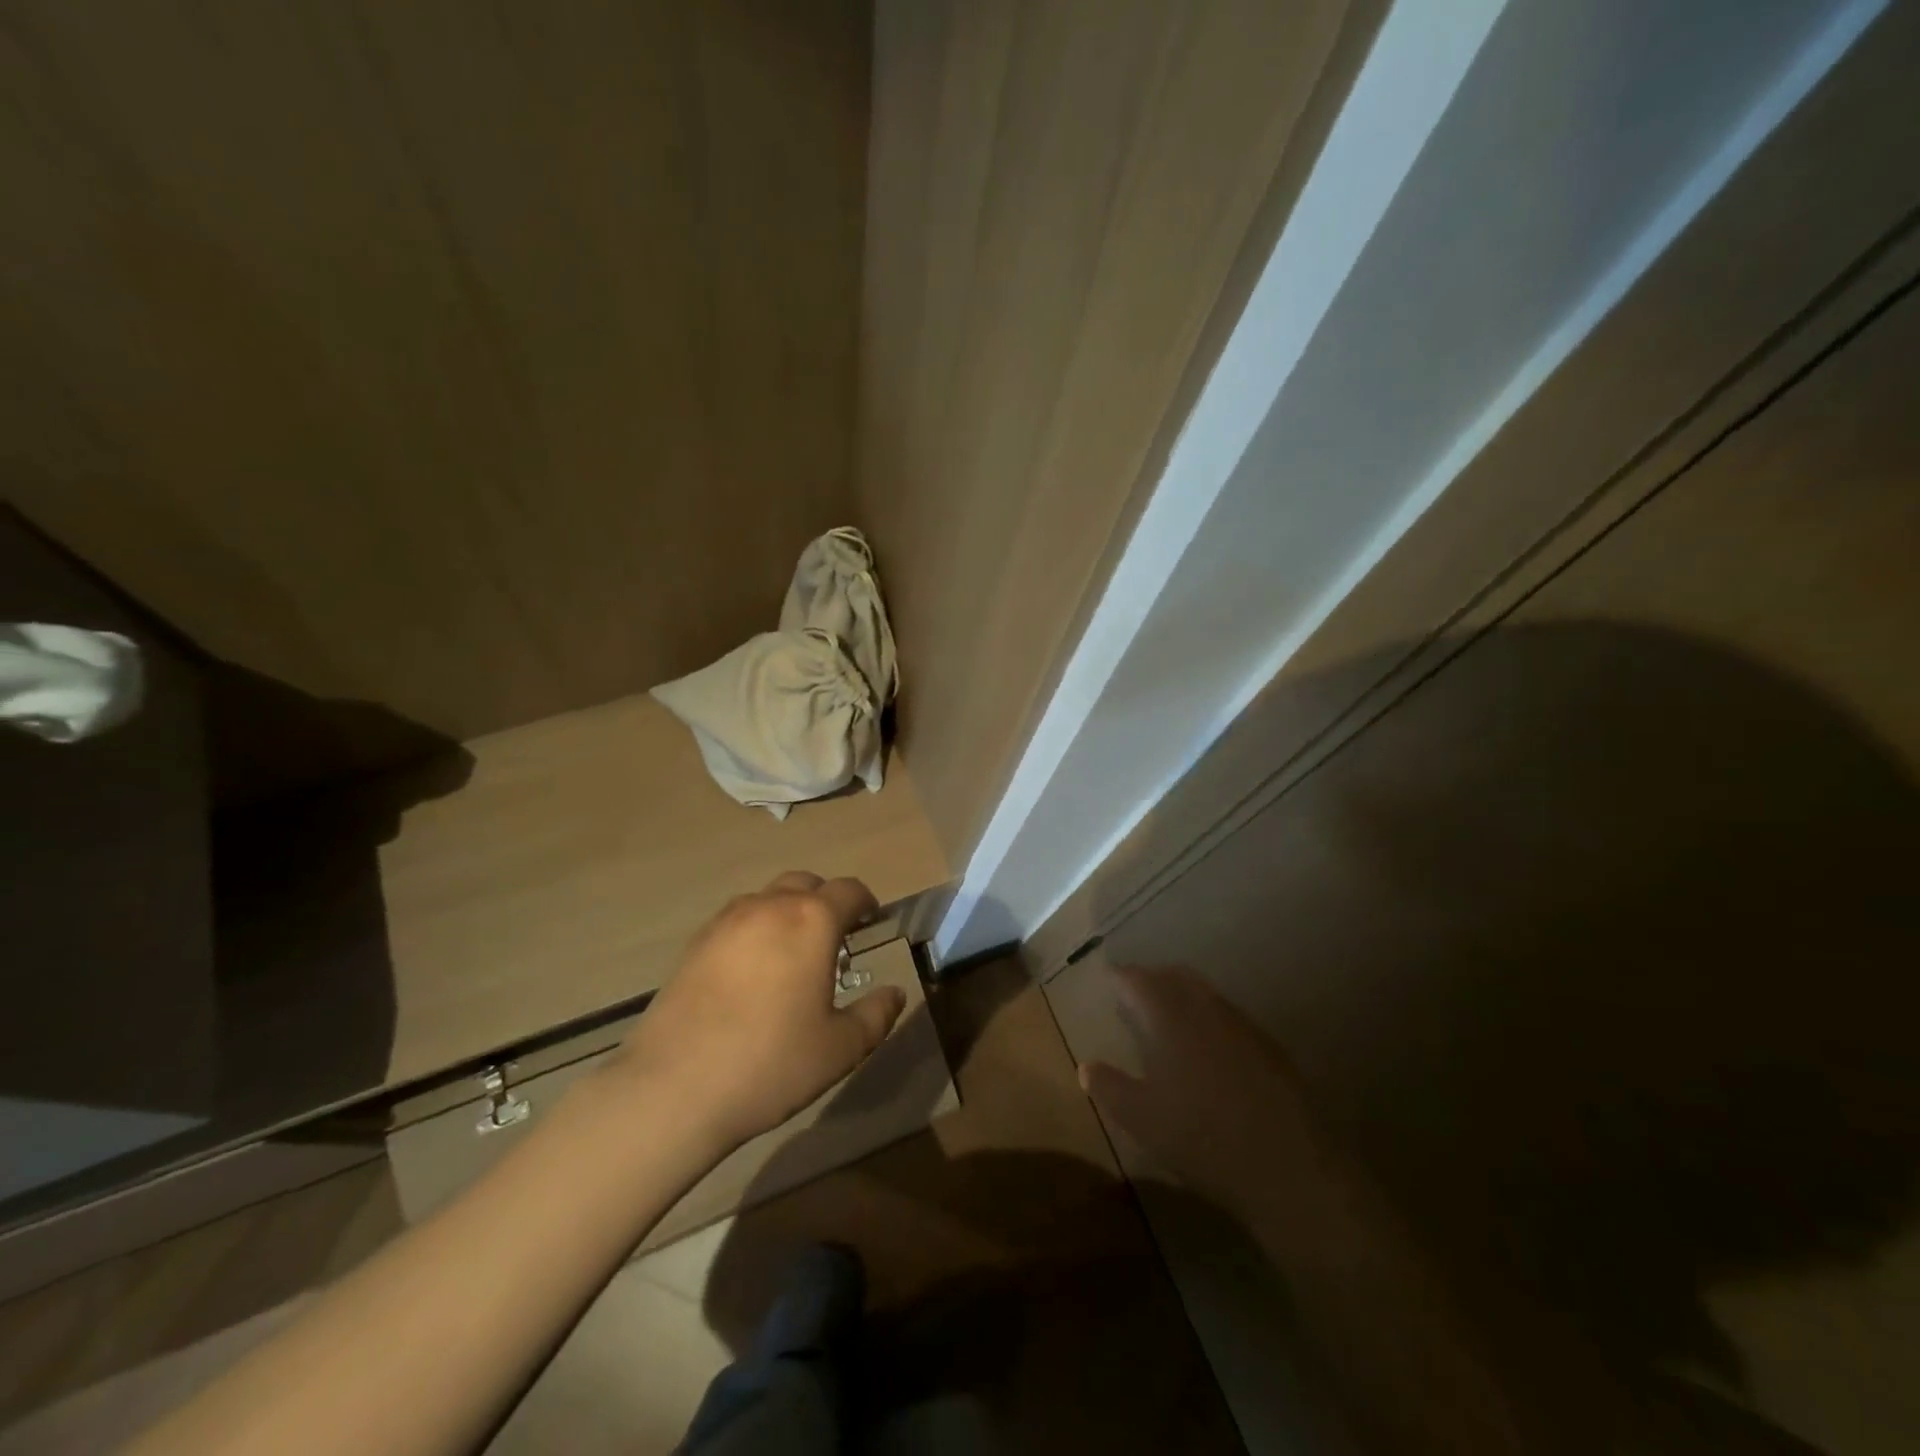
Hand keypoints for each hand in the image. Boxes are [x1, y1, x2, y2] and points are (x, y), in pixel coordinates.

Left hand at [614, 872, 905, 1149]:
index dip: (866, 902)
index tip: (871, 922)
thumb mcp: (840, 1048)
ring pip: (767, 898)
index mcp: (812, 921)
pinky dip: (754, 930)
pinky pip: (736, 920)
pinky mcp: (695, 943)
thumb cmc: (771, 1063)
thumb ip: (876, 1015)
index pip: (849, 890)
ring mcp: (726, 921)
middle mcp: (770, 907)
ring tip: (790, 955)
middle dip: (825, 901)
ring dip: (787, 912)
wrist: (674, 1088)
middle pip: (806, 883)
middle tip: (833, 939)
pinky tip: (751, 973)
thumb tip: (895, 993)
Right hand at [1078, 966, 1329, 1219]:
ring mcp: (1241, 1024)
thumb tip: (1085, 1066)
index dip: (1120, 977)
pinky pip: (1227, 1016)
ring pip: (1204, 993)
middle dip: (1151, 978)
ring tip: (1166, 1016)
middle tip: (1133, 993)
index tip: (1107, 980)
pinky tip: (1206, 1047)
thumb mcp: (1142, 1119)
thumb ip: (1110, 1087)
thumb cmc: (1203, 1137)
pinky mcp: (1267, 1046)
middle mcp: (1205, 1008)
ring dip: (1181, 995)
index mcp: (1170, 1017)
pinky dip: (1207, 1017)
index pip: (1138, 980)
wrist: (1289, 1166)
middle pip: (1174, 976)